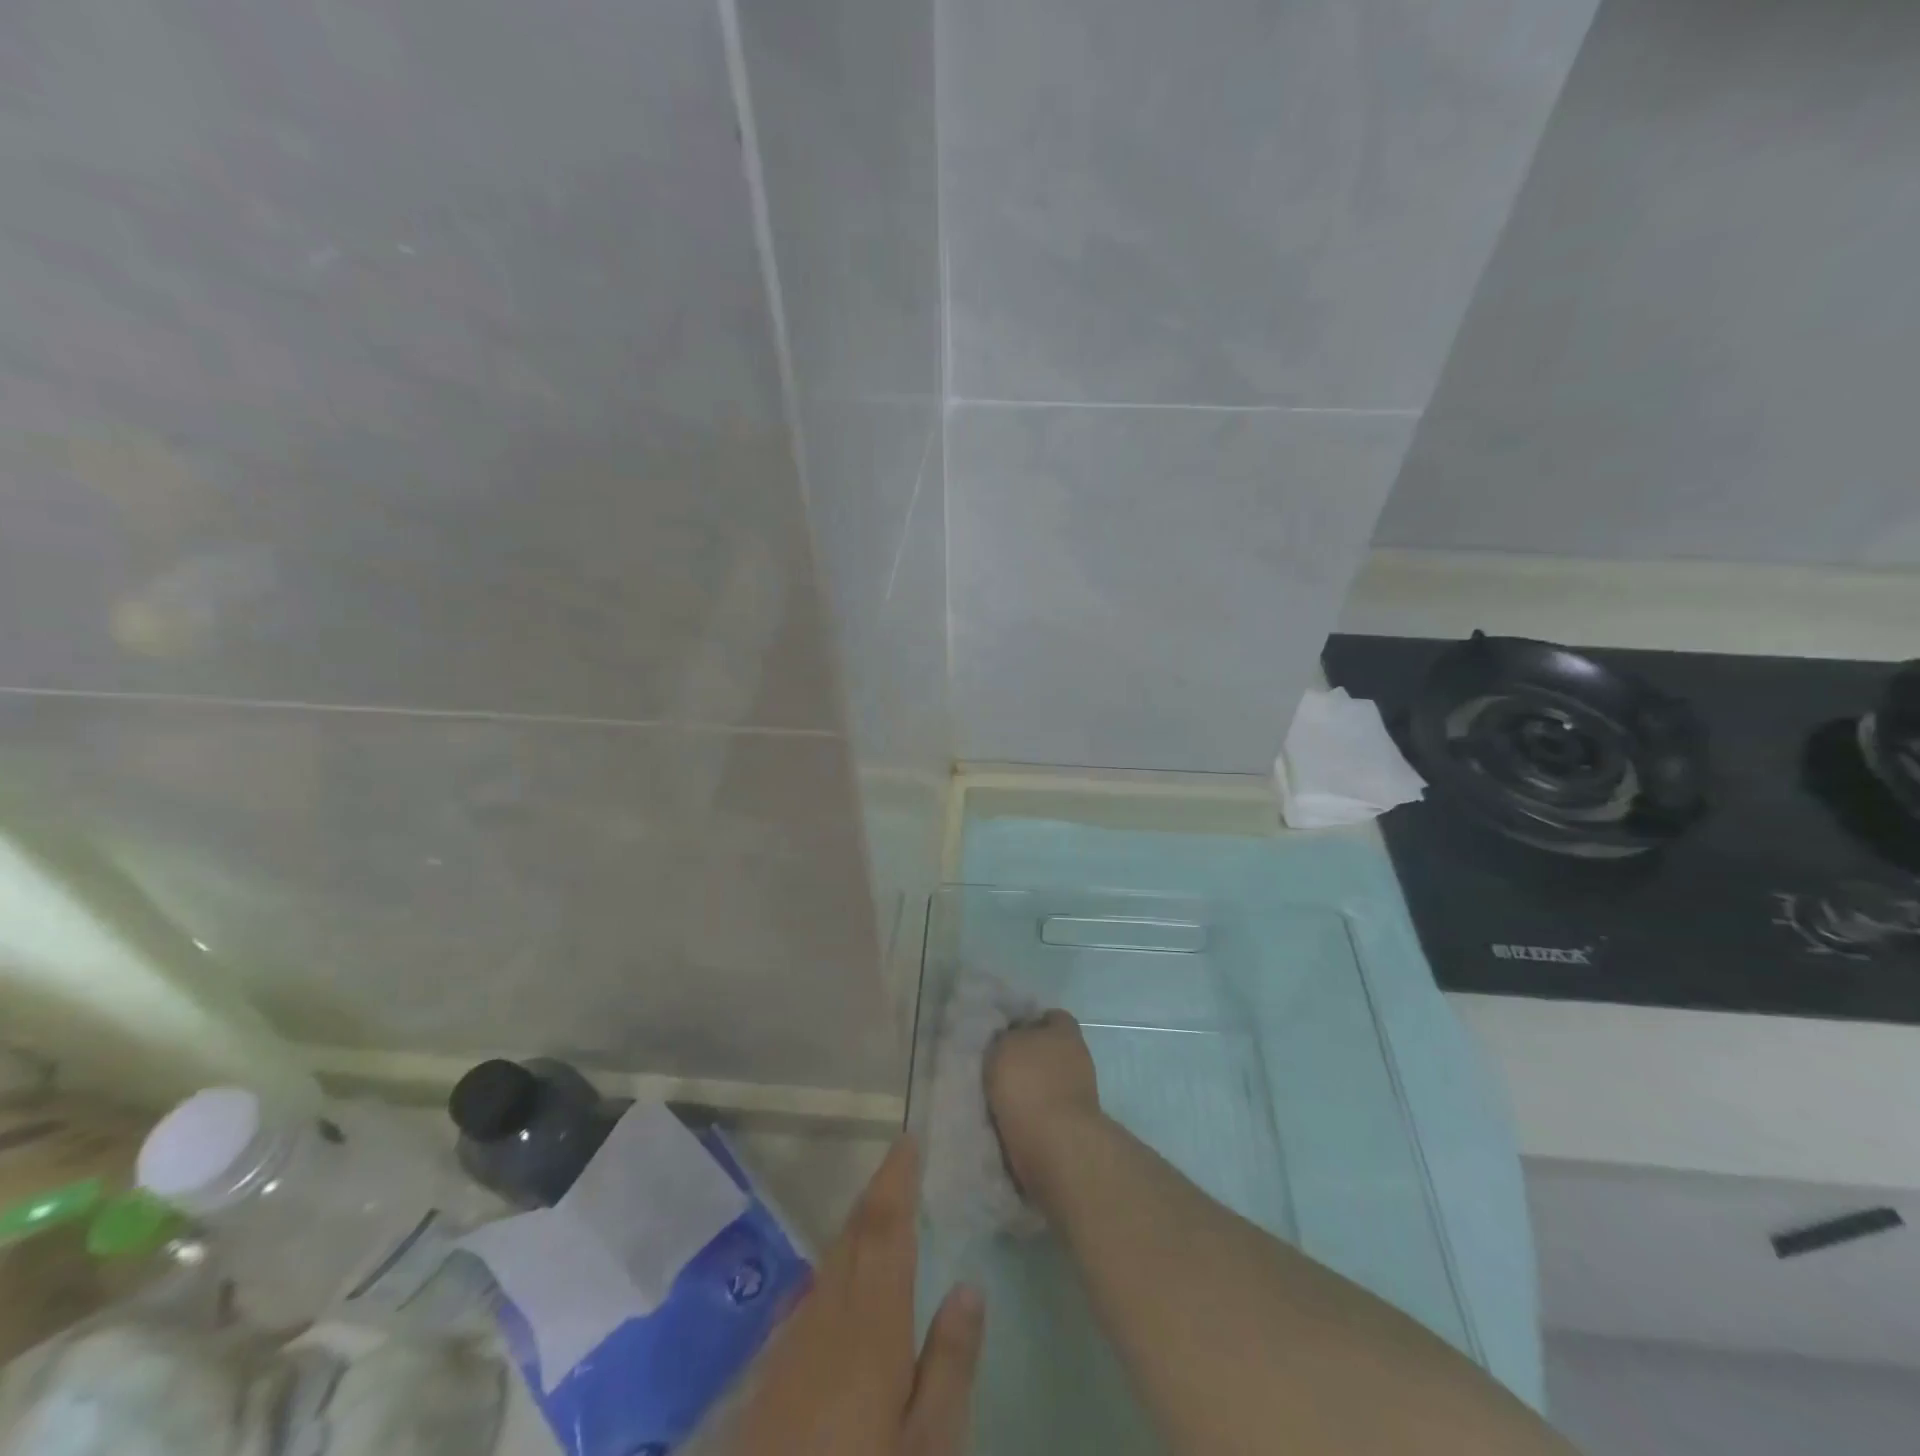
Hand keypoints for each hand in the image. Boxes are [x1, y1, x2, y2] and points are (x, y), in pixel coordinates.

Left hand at [729, 1137, 983, 1455]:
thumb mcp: (928, 1446)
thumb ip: (949, 1363)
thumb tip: (970, 1287)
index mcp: (870, 1321)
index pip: (885, 1228)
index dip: (897, 1178)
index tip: (909, 1139)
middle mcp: (826, 1314)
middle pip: (853, 1236)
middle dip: (877, 1194)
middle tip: (901, 1164)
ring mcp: (792, 1342)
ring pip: (829, 1263)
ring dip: (856, 1228)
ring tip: (881, 1210)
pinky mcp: (771, 1374)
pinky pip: (811, 1297)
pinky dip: (836, 1270)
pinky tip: (842, 1284)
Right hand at [986, 1010, 1101, 1191]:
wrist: (1054, 1144)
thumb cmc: (1028, 1083)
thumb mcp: (1004, 1045)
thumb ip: (1007, 1036)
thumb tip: (1010, 1038)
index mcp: (1065, 1031)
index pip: (1050, 1017)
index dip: (1029, 1023)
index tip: (1007, 1034)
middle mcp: (1078, 1056)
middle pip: (1050, 1050)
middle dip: (1030, 1057)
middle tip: (1001, 1066)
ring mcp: (1081, 1092)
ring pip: (1049, 1081)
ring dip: (1031, 1087)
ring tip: (1001, 1096)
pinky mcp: (1075, 1124)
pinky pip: (1048, 1109)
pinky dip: (1033, 1113)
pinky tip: (1011, 1118)